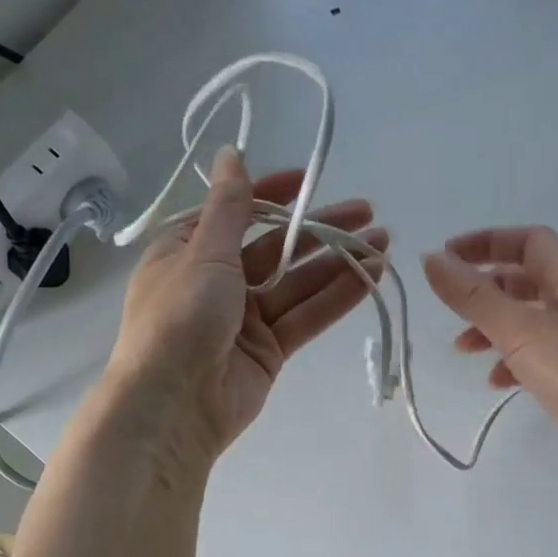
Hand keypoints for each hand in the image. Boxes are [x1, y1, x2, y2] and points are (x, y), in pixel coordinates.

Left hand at [103, 147, 385, 471]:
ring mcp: (247, 318)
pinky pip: (307, 316)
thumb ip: (229, 207)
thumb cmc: (179, 318)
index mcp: (189, 251)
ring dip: (339, 262)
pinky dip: (337, 297)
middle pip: (277, 247)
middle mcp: (218, 281)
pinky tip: (370, 276)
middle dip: (320, 229)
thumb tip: (231, 152)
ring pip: (299, 283)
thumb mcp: (203, 252)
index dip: (272, 194)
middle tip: (368, 213)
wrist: (174, 404)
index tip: (309, 180)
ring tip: (383, 243)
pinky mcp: (271, 350)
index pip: (237, 213)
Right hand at [422, 226, 557, 492]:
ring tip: (464, 349)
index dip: (487, 243)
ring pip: (529, 322)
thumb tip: (431, 259)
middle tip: (451, 306)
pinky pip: (537, 359)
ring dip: (493, 329)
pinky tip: (496, 383)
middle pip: (526, 282)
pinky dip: (511, 364)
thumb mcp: (520, 328)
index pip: (529, 241)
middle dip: (486, 290)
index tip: (446, 257)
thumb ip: (473, 295)